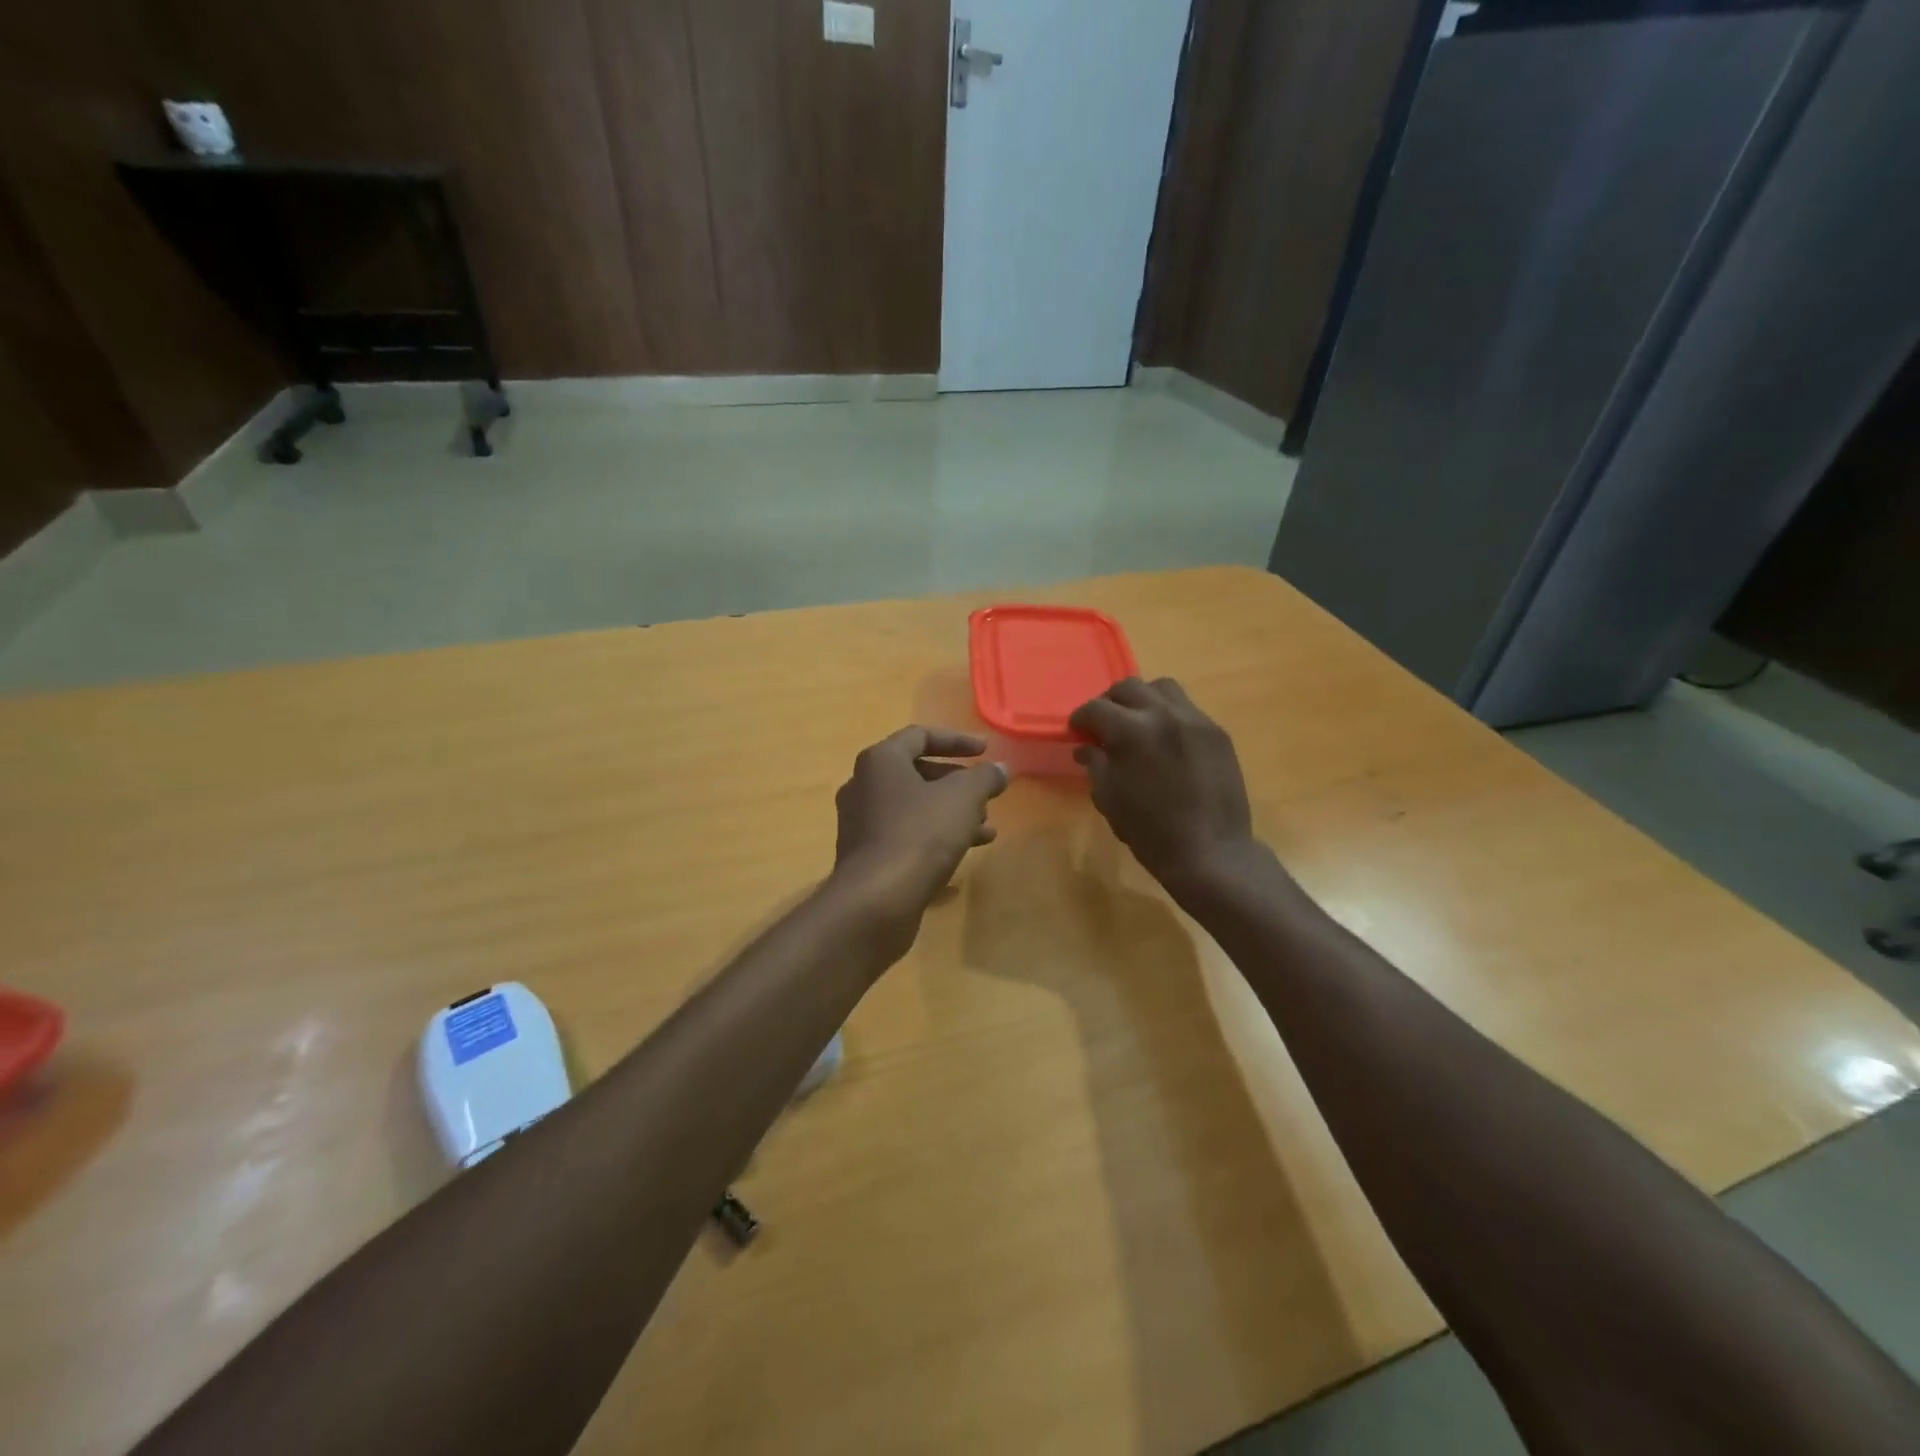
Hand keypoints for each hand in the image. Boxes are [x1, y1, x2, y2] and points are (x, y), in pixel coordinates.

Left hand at [832, 727, 1007, 913]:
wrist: (876, 901)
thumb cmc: (919, 835)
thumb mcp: (963, 799)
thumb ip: (984, 778)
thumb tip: (1000, 768)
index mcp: (881, 761)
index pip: (920, 736)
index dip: (957, 740)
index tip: (986, 751)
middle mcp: (863, 785)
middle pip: (917, 772)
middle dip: (957, 783)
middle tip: (986, 795)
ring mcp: (861, 823)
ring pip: (914, 807)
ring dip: (951, 813)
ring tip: (986, 828)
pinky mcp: (866, 856)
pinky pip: (905, 834)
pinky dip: (935, 836)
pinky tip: (964, 853)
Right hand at [1069, 678, 1256, 889]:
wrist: (1211, 853)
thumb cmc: (1151, 832)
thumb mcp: (1109, 800)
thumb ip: (1095, 765)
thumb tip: (1086, 747)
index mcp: (1131, 731)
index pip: (1095, 708)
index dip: (1080, 719)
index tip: (1077, 732)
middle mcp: (1163, 714)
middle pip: (1128, 688)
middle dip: (1109, 702)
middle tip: (1104, 725)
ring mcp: (1195, 720)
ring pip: (1162, 688)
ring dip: (1143, 700)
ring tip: (1138, 724)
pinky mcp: (1217, 732)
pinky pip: (1187, 708)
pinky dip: (1169, 715)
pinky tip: (1166, 741)